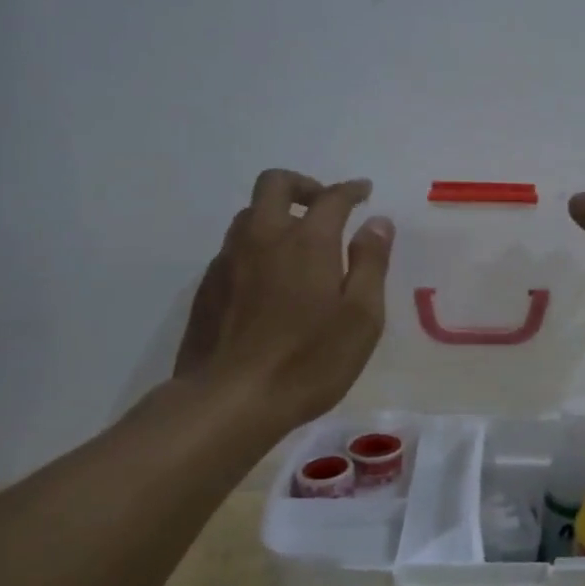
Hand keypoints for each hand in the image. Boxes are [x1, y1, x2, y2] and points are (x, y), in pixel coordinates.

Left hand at [174, 170, 394, 430]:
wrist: (228, 401)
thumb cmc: (309, 360)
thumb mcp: (361, 317)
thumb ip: (371, 263)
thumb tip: (378, 222)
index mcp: (307, 241)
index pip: (331, 197)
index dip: (350, 190)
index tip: (363, 191)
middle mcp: (264, 237)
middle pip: (274, 184)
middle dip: (302, 185)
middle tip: (323, 206)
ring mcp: (229, 260)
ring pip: (249, 214)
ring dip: (276, 215)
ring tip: (296, 243)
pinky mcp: (207, 287)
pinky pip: (233, 248)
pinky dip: (255, 247)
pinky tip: (267, 280)